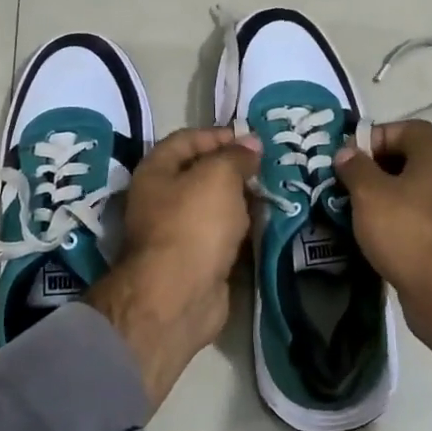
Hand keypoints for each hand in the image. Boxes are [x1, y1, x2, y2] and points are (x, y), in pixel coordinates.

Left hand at [86, 127, 260, 407]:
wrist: (180, 295)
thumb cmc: (193, 224)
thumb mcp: (218, 176)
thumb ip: (235, 156)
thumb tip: (251, 144)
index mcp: (156, 171)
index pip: (186, 140)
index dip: (218, 135)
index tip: (252, 139)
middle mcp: (162, 199)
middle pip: (201, 174)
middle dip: (234, 168)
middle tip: (270, 166)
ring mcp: (178, 232)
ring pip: (214, 206)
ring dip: (242, 200)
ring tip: (275, 191)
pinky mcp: (197, 260)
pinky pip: (223, 235)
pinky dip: (243, 228)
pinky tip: (267, 223)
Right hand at [335, 121, 431, 419]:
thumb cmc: (407, 231)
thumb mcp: (370, 193)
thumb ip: (355, 168)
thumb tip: (347, 153)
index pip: (406, 128)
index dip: (375, 137)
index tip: (349, 159)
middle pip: (408, 160)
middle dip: (375, 169)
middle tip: (346, 185)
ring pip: (411, 192)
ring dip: (383, 198)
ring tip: (353, 212)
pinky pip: (417, 220)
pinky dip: (396, 223)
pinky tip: (373, 237)